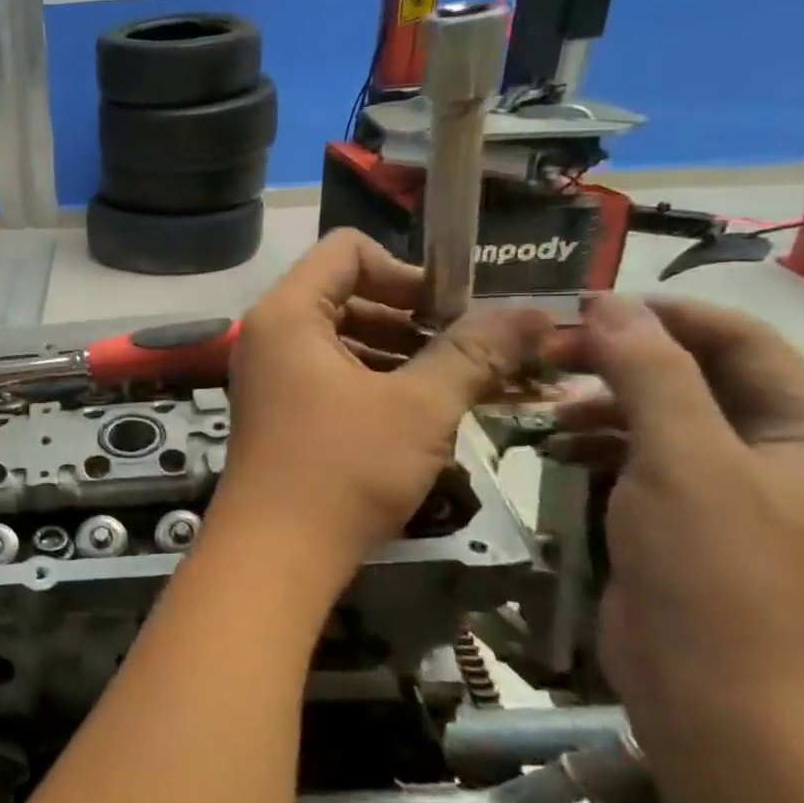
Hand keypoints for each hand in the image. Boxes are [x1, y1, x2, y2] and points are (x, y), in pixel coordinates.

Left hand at [208, 230, 551, 596]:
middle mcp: (270, 334)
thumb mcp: (419, 406)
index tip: (456, 309)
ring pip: (345, 339)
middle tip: (475, 350)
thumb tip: (533, 311)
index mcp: (288, 313)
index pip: (347, 250)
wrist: (275, 552)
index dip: (408, 269)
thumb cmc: (342, 468)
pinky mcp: (280, 410)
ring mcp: (271, 374)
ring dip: (404, 354)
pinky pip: (333, 375)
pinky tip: (428, 412)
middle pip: (347, 294)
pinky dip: (378, 382)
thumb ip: (474, 352)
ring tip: (467, 384)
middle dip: (415, 317)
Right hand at [549, 296, 803, 750]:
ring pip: (660, 412)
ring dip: (601, 400)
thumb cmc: (714, 569)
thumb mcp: (683, 459)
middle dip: (618, 358)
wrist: (715, 692)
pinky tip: (554, 445)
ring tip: (542, 406)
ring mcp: (730, 484)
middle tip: (543, 354)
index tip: (574, 309)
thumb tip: (607, 304)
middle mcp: (780, 448)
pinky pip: (641, 454)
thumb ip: (649, 374)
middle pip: (694, 373)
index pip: (737, 338)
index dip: (657, 314)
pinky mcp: (684, 514)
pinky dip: (597, 440)